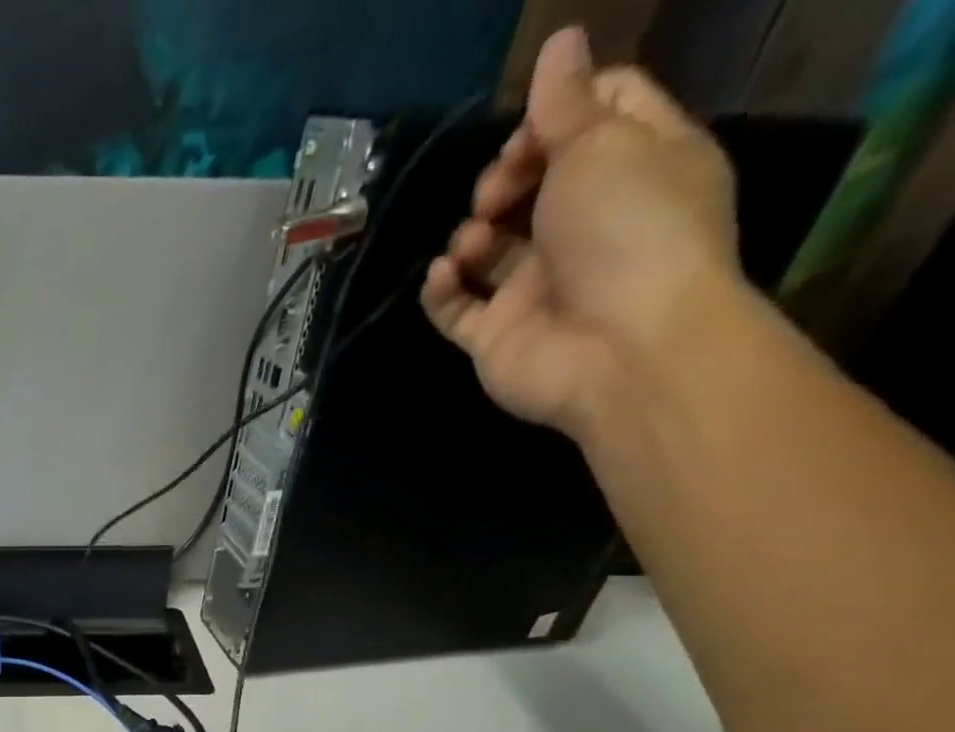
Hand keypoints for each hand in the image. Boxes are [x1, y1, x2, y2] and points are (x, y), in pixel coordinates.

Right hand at [421, 27, 742, 436]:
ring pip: (489, 247)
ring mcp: (537, 285)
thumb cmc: (627, 231)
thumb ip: (567, 101)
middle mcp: (586, 225)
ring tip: (472, 243)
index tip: (529, 130)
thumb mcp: (603, 144)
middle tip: (496, 192)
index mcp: (635, 166)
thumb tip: (559, 40)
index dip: (556, 112)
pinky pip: (456, 307)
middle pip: (532, 182)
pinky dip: (441, 290)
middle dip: (503, 177)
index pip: (595, 115)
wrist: (618, 347)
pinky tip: (440, 276)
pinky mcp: (497, 335)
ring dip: (471, 234)